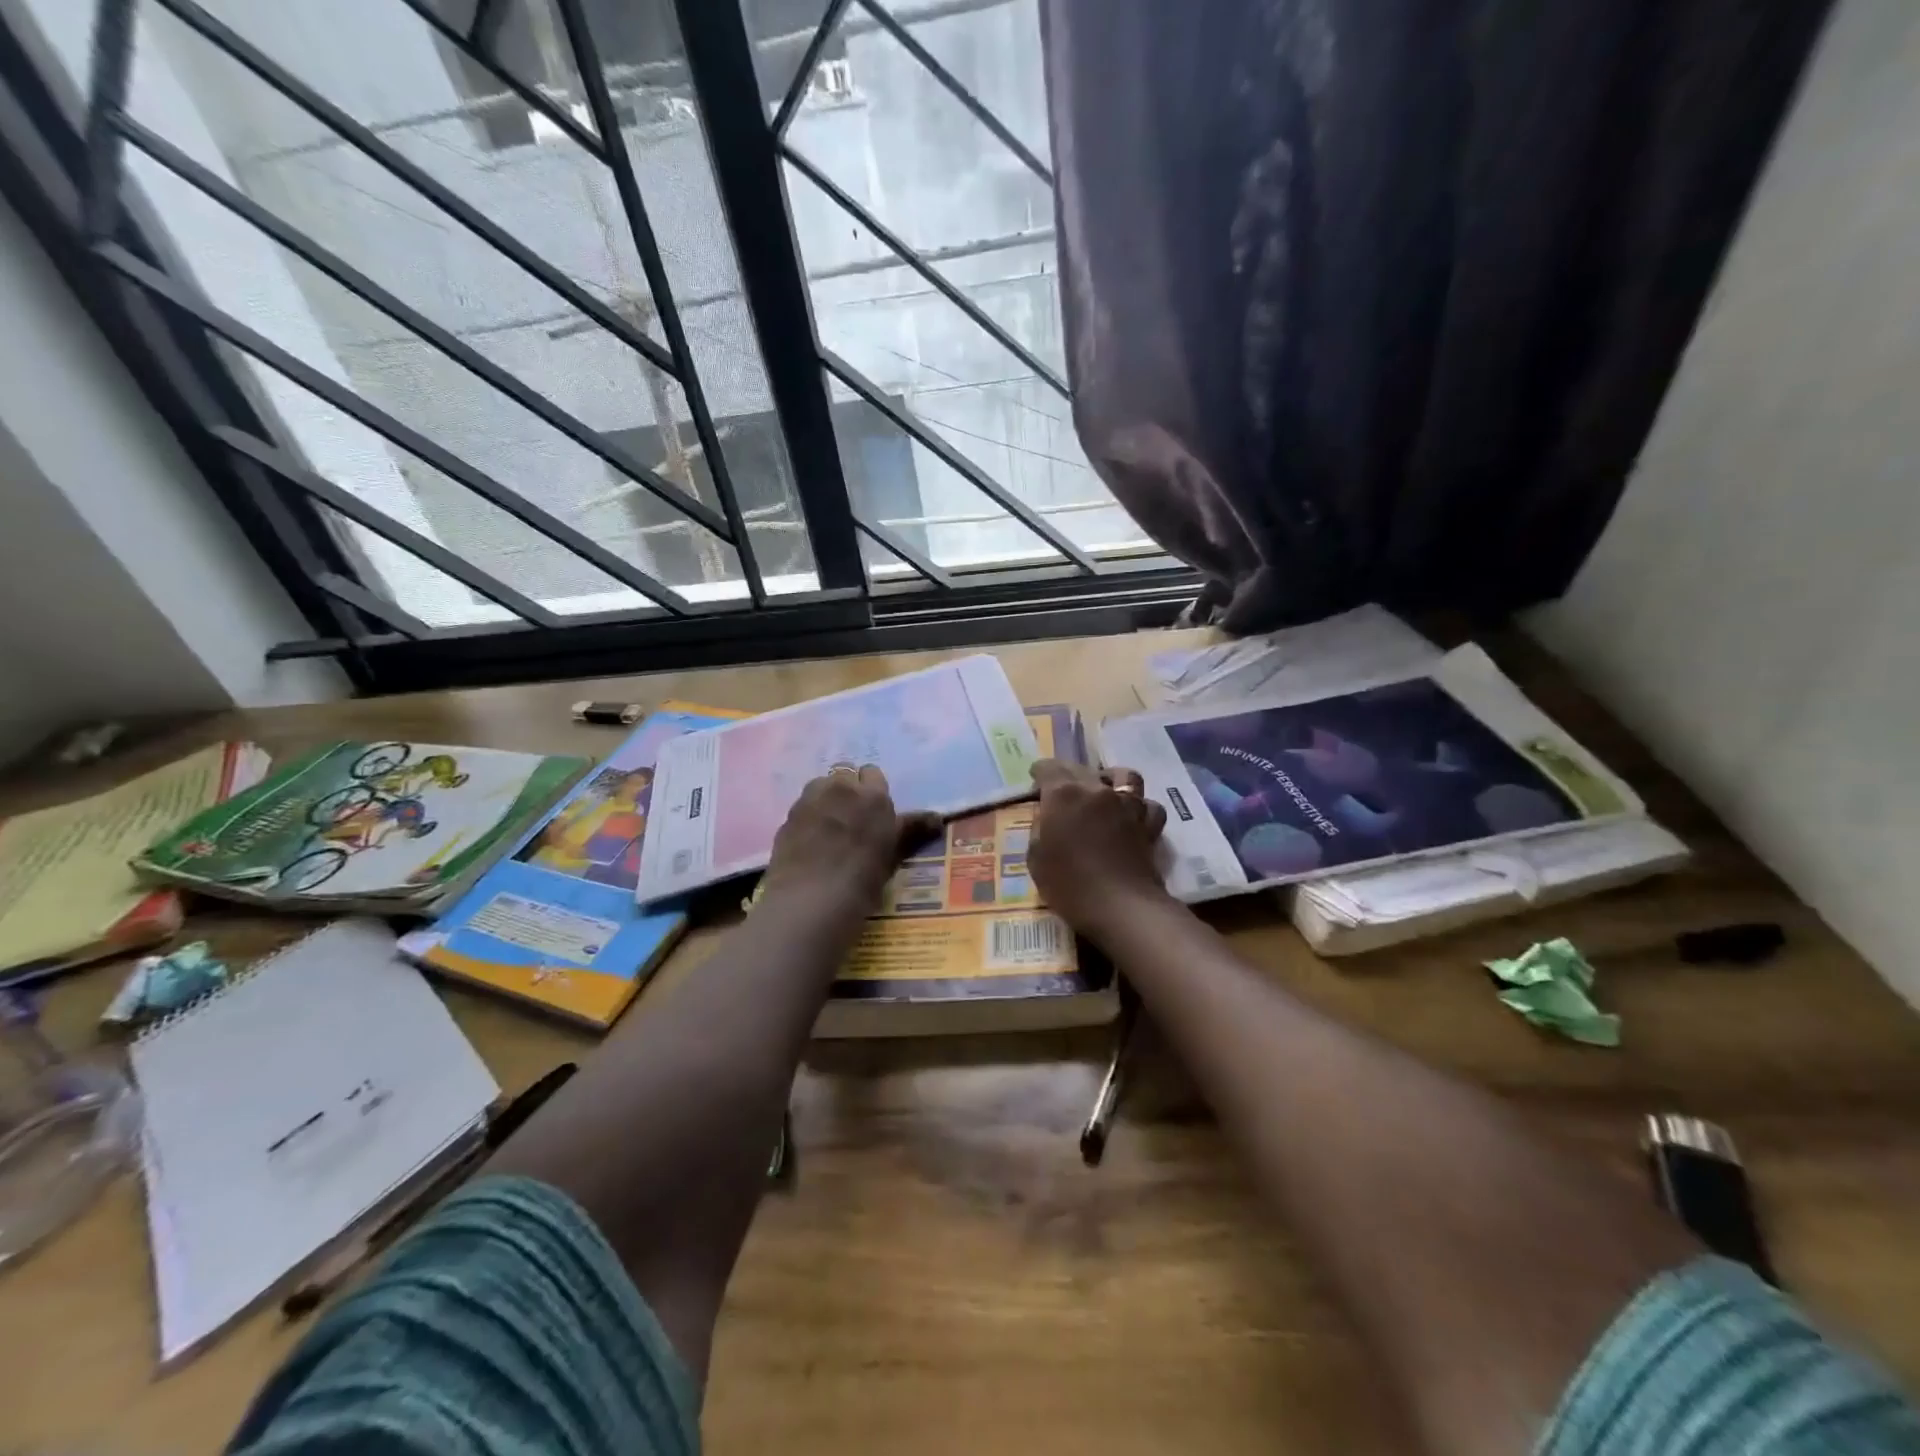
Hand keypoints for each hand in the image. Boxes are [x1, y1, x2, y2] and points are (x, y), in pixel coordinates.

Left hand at [762, 765, 942, 911]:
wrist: (811, 898)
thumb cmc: (863, 878)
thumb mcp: (893, 854)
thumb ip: (912, 830)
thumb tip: (938, 819)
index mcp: (872, 795)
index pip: (873, 774)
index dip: (873, 792)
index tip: (874, 813)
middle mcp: (840, 788)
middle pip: (845, 775)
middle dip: (848, 791)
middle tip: (852, 821)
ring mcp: (810, 799)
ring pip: (821, 787)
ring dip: (826, 799)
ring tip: (829, 830)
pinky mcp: (787, 816)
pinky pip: (803, 807)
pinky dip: (808, 818)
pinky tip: (810, 843)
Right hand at [1028, 759, 1170, 941]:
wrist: (1121, 906)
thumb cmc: (1069, 884)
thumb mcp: (1036, 858)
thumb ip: (1039, 829)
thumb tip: (1047, 816)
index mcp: (1064, 794)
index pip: (1049, 768)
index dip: (1040, 772)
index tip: (1036, 780)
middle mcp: (1097, 790)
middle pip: (1082, 769)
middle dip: (1069, 774)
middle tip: (1062, 789)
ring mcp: (1127, 804)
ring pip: (1124, 776)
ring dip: (1111, 779)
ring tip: (1104, 791)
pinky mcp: (1149, 824)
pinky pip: (1147, 804)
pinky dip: (1140, 806)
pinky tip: (1132, 816)